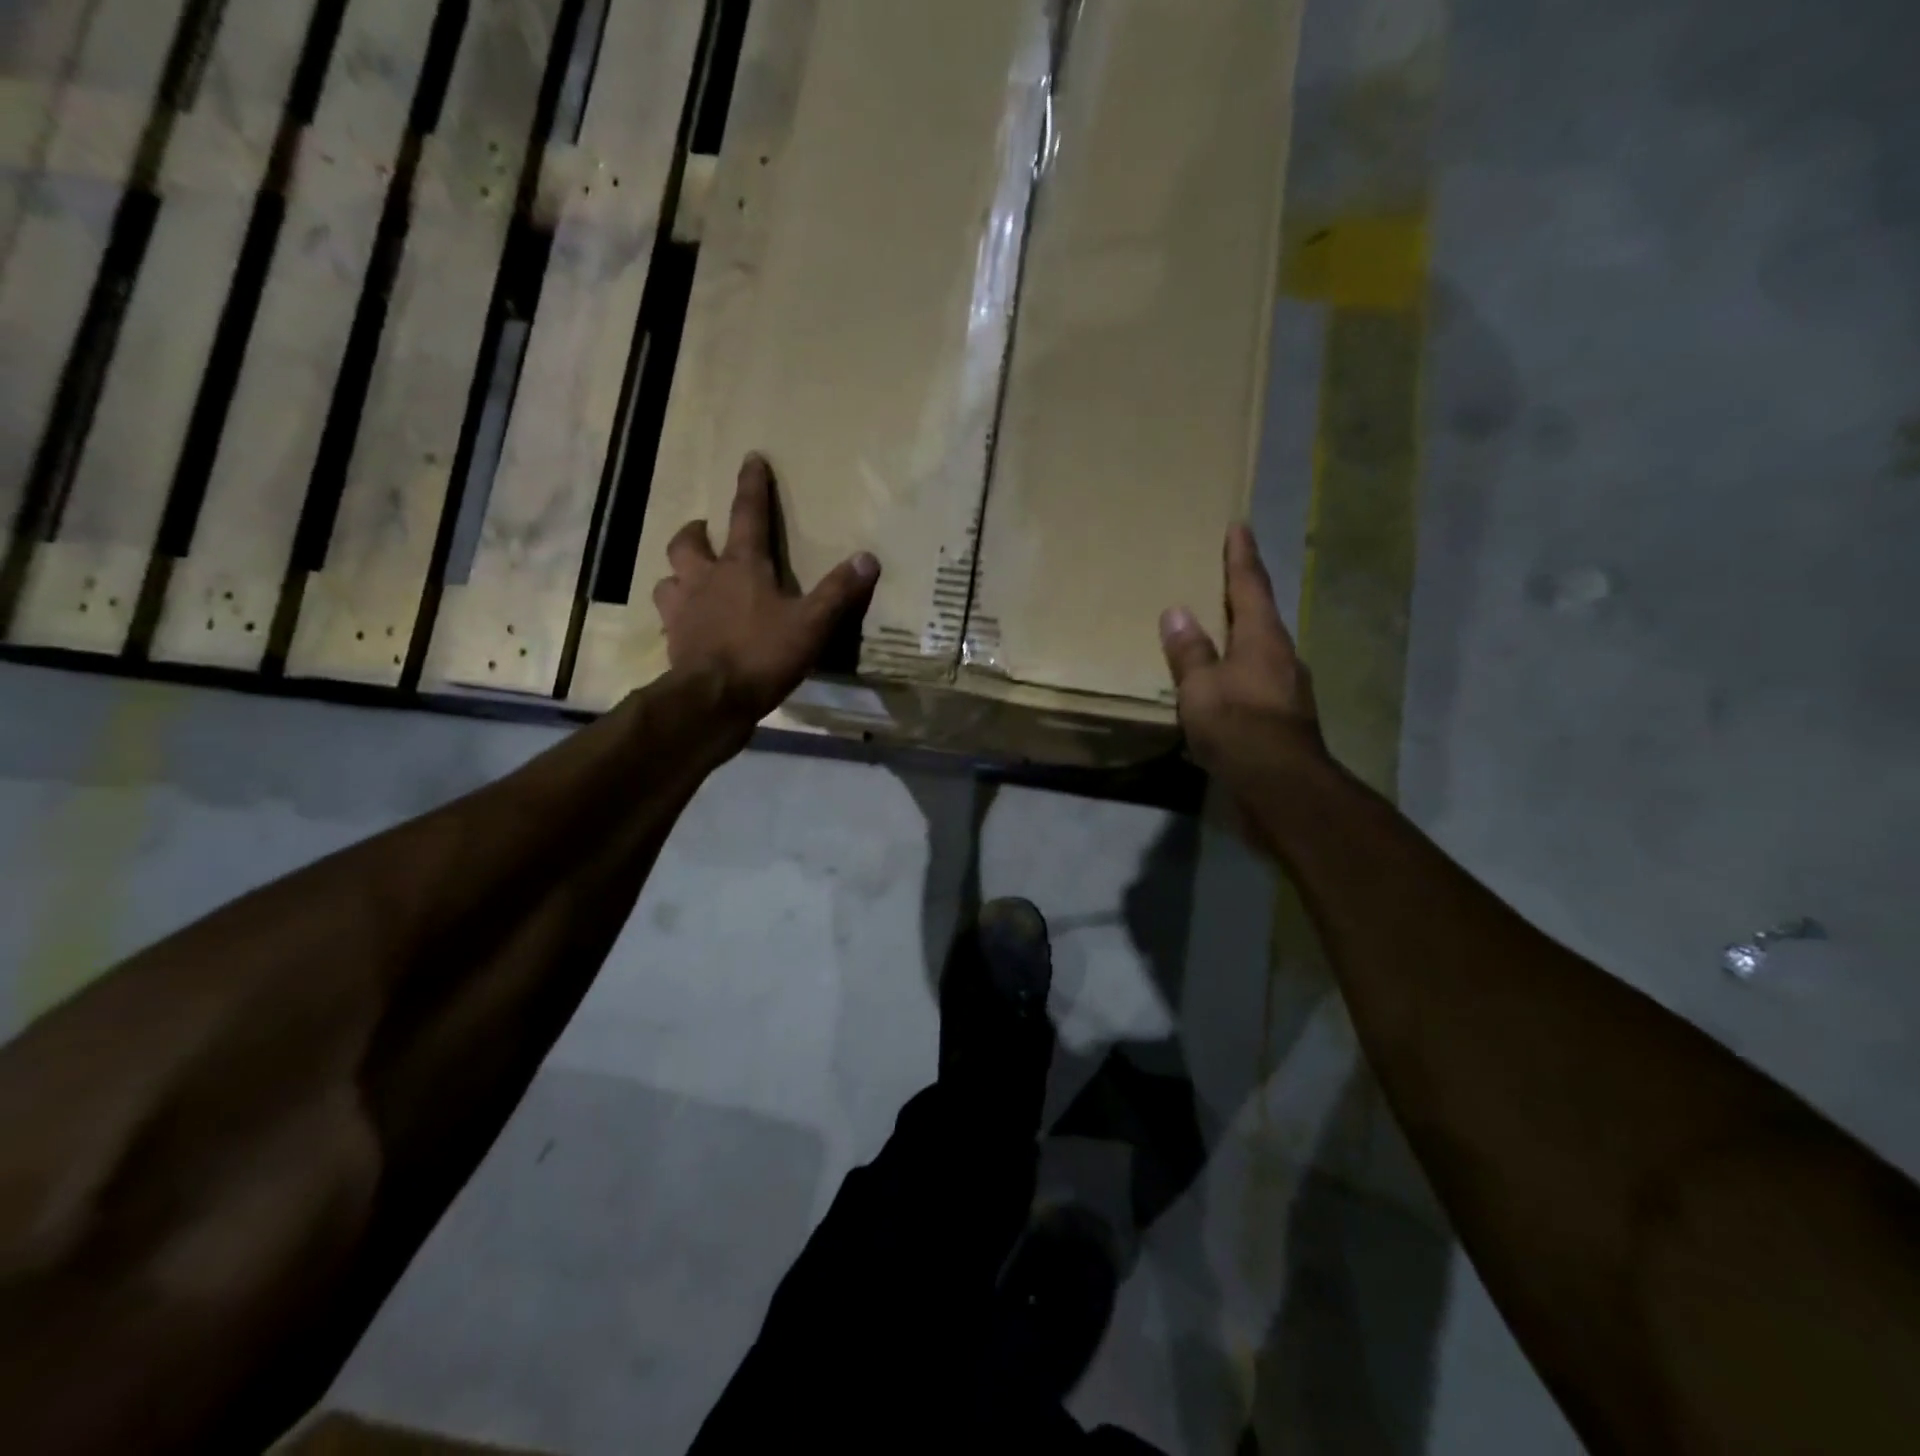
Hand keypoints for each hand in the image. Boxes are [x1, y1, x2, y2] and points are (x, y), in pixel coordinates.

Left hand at [654, 454, 879, 721]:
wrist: (713, 700)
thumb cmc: (763, 654)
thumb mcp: (812, 624)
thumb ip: (839, 592)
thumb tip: (868, 557)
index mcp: (741, 567)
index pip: (747, 515)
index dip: (751, 486)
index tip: (751, 458)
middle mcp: (704, 579)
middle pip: (688, 542)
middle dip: (697, 532)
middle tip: (706, 532)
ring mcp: (682, 610)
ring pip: (668, 579)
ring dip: (678, 574)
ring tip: (691, 580)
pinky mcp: (673, 642)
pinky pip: (668, 620)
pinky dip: (677, 617)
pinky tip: (688, 627)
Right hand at [1160, 524, 1327, 793]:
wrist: (1281, 785)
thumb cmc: (1238, 726)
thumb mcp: (1201, 687)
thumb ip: (1189, 651)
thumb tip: (1177, 613)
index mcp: (1262, 638)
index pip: (1250, 585)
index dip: (1241, 556)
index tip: (1239, 527)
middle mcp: (1281, 656)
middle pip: (1261, 616)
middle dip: (1243, 597)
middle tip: (1223, 580)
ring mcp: (1287, 689)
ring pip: (1261, 652)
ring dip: (1241, 639)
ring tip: (1217, 635)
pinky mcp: (1285, 718)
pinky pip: (1257, 682)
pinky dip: (1239, 674)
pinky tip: (1223, 688)